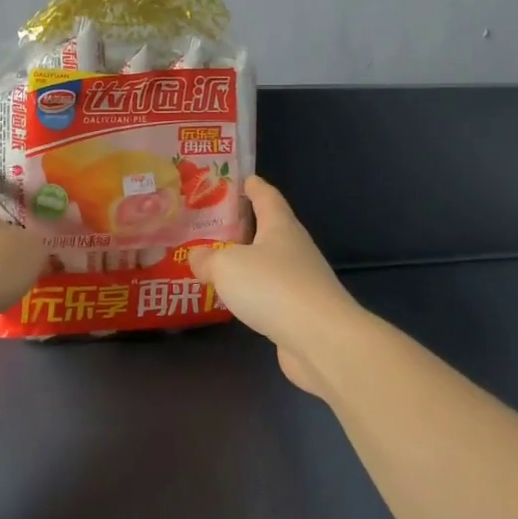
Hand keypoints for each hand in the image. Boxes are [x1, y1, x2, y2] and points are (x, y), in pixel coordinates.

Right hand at [189, 176, 357, 396]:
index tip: (243, 179)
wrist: (321, 340)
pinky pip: (270, 293)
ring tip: (217, 261)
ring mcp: (301, 281)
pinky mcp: (300, 312)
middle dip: (245, 225)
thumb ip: (206, 259)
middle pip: (269, 229)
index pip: (267, 197)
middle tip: (215, 222)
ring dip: (247, 261)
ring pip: (268, 263)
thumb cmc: (273, 287)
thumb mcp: (226, 266)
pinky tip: (235, 298)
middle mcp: (294, 249)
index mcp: (280, 227)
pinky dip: (252, 291)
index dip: (254, 186)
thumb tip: (196, 257)